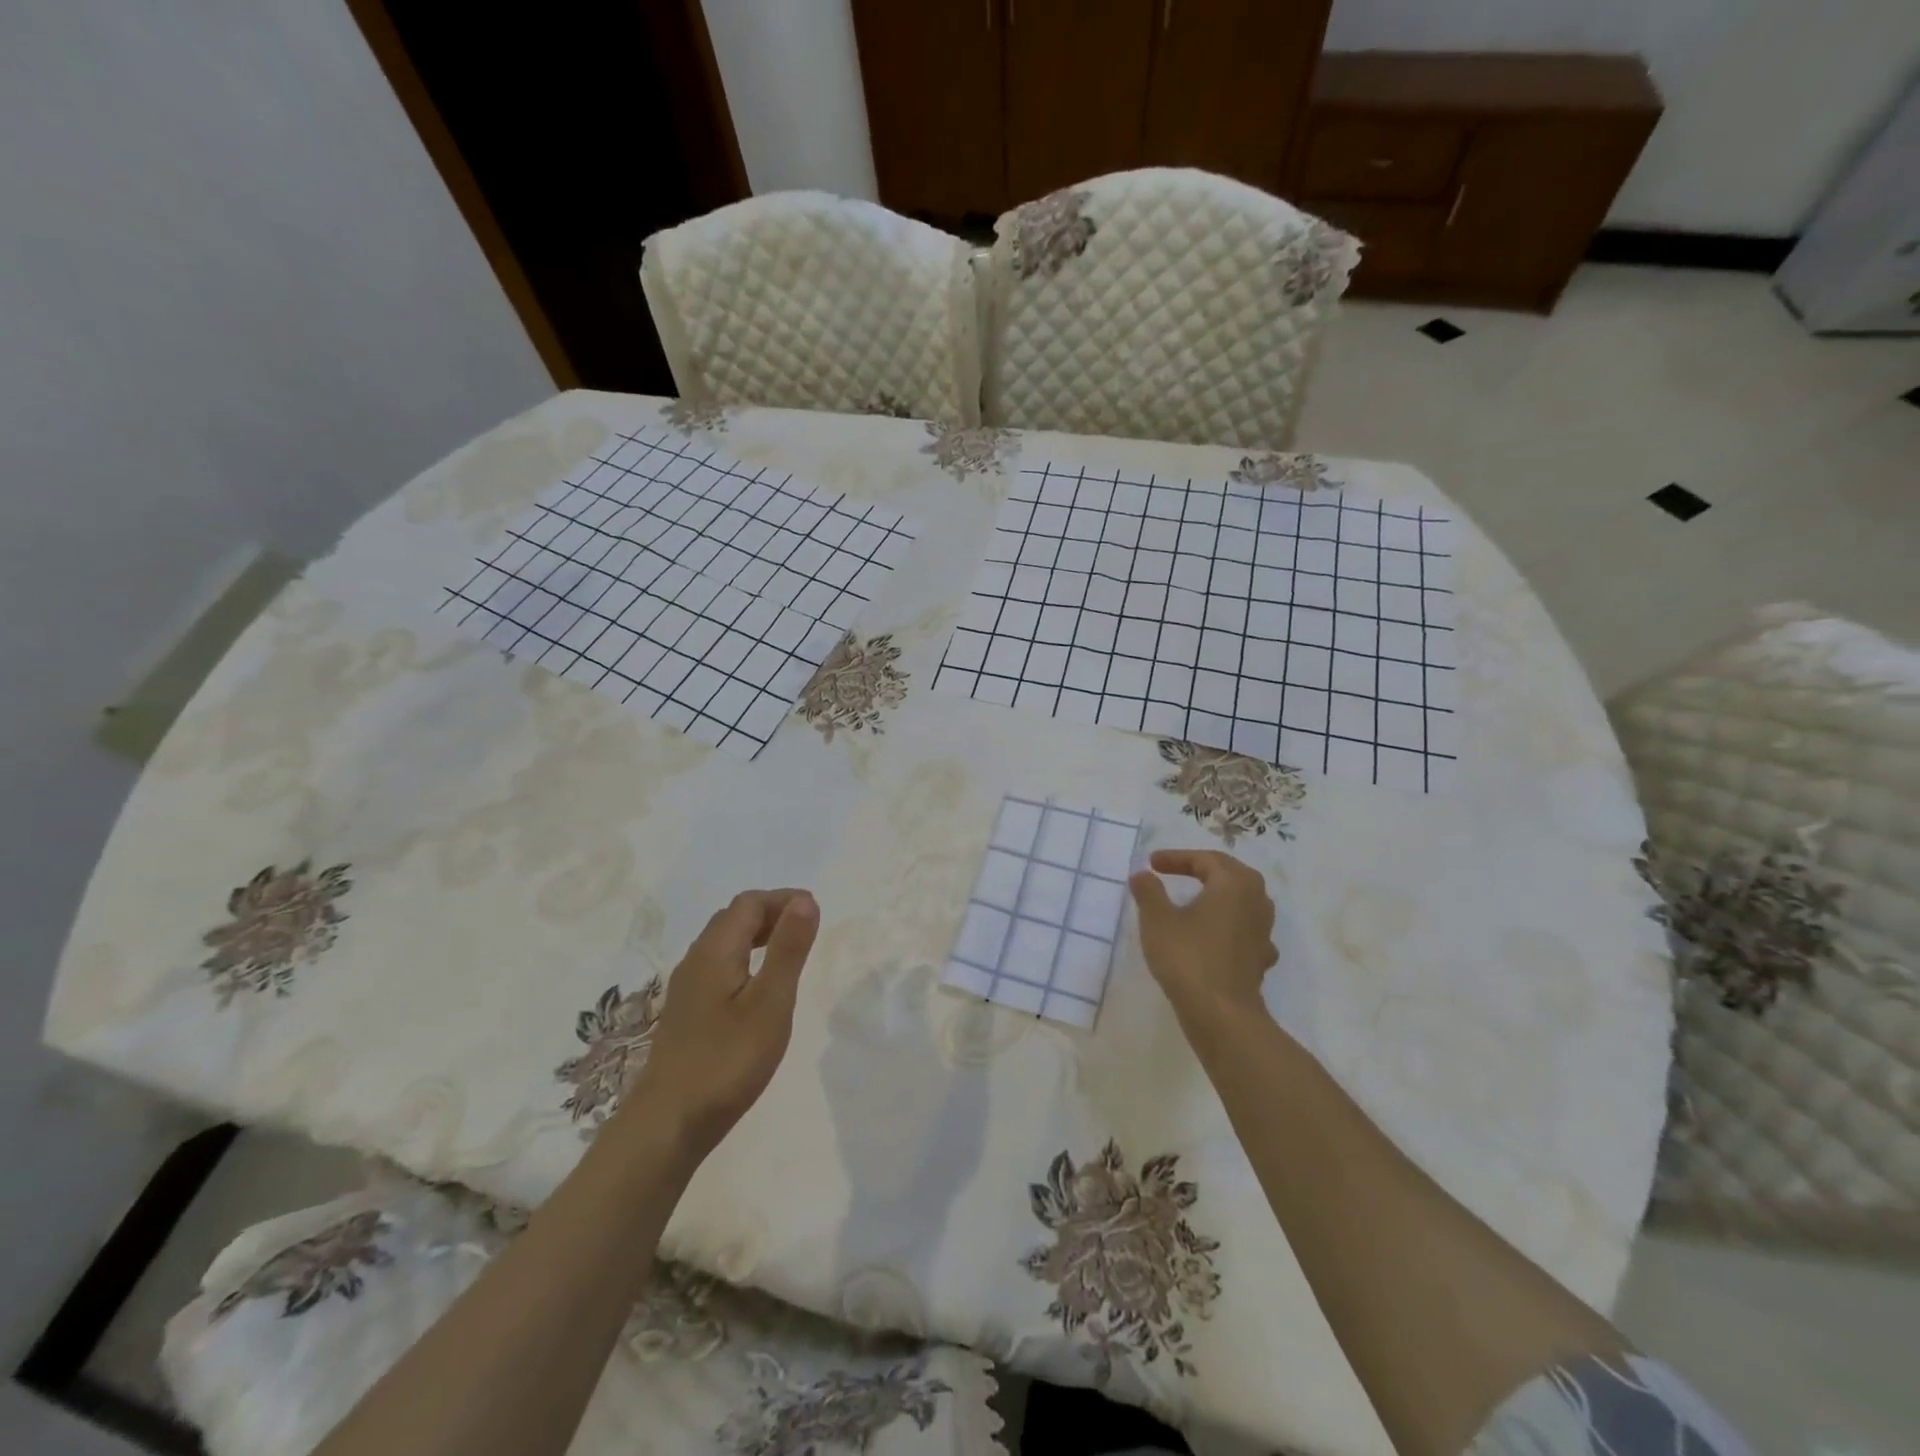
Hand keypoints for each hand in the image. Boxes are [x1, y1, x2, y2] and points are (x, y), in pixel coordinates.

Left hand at [626, 889, 819, 1156]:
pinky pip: (718, 966)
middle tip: (806, 929)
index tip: (816, 912)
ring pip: (723, 943)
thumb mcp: (770, 1002)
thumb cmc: (727, 1061)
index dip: (783, 899)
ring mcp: (687, 988)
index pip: (749, 903)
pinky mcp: (687, 1013)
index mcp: (715, 950)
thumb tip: (805, 900)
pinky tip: (758, 988)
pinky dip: (745, 959)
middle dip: (771, 913)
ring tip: (789, 953)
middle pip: (733, 918)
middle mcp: (696, 960)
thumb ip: (788, 949)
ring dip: (757, 936)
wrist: (668, 1125)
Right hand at [1129, 850, 1276, 1030]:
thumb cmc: (1188, 957)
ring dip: (1217, 895)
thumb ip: (1149, 892)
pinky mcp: (1261, 957)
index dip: (1176, 858)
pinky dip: (1225, 923)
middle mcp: (1256, 901)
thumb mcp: (1157, 920)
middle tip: (1175, 871)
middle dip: (1201, 869)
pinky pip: (1243, 928)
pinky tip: (1212, 935)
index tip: (1152, 864)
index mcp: (1234, 884)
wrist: (1222, 1014)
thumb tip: (1143, 875)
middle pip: (1229, 874)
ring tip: (1193, 899)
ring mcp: (1263, 931)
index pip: (1205, 860)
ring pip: (1241, 900)